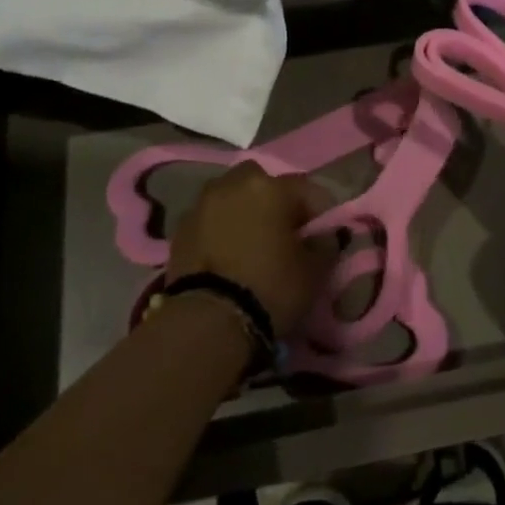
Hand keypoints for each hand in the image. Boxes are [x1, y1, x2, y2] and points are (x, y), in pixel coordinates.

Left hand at [168, 162, 334, 337]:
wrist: (206, 321)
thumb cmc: (269, 288)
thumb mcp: (314, 272)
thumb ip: (325, 244)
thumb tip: (324, 236)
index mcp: (270, 188)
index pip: (307, 189)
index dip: (320, 211)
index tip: (324, 235)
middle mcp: (234, 184)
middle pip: (262, 182)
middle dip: (274, 201)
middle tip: (283, 233)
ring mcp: (202, 204)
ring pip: (231, 197)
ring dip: (243, 211)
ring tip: (251, 244)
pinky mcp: (180, 229)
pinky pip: (210, 219)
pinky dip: (220, 229)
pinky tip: (227, 256)